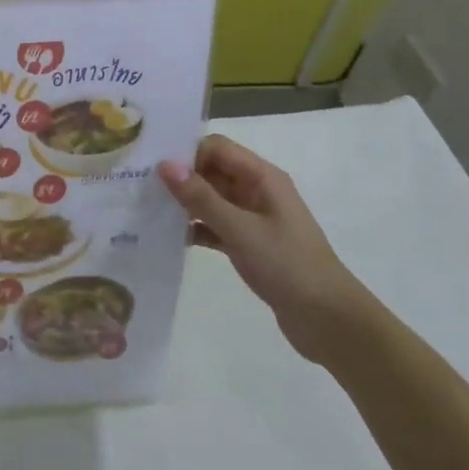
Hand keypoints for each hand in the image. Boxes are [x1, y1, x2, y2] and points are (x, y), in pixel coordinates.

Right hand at [158, 135, 371, 363]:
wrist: (329, 321)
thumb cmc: (288, 265)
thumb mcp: (240, 229)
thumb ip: (201, 197)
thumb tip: (164, 164)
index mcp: (262, 178)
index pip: (216, 148)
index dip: (186, 153)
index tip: (151, 166)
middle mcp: (257, 191)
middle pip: (211, 171)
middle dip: (179, 177)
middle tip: (139, 186)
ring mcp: (253, 219)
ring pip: (210, 199)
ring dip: (184, 204)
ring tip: (145, 210)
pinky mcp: (249, 244)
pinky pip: (214, 226)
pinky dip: (194, 228)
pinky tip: (167, 238)